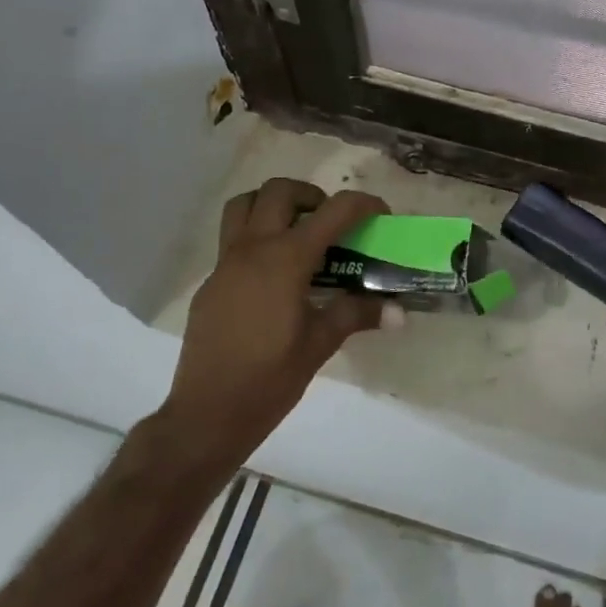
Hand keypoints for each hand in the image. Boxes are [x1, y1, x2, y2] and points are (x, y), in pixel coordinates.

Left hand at [159, 178, 388, 466]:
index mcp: (286, 259)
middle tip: (330, 223)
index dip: (363, 205)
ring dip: (273, 205)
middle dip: (311, 195)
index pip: (333, 211)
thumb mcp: (320, 343)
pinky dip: (257, 237)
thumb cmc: (270, 379)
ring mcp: (226, 263)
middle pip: (279, 191)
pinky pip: (232, 238)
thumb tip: (398, 311)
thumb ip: (356, 314)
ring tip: (297, 232)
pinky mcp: (211, 282)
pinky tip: (274, 276)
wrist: (207, 415)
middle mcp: (253, 249)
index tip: (380, 216)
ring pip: (245, 205)